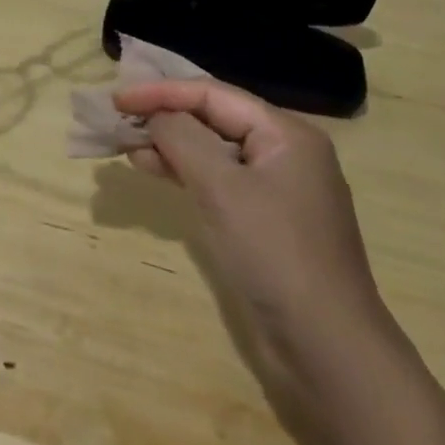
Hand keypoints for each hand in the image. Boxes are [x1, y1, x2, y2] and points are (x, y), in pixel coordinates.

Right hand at [113, 79, 387, 374]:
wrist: (328, 352)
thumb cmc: (275, 254)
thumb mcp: (222, 188)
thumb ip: (183, 139)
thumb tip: (156, 115)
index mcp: (285, 133)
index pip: (213, 94)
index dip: (162, 92)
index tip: (117, 100)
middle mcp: (284, 153)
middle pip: (214, 118)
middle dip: (165, 116)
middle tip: (118, 119)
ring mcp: (276, 190)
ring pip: (213, 151)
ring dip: (170, 145)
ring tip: (127, 146)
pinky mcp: (265, 223)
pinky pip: (218, 181)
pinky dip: (184, 173)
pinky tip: (153, 171)